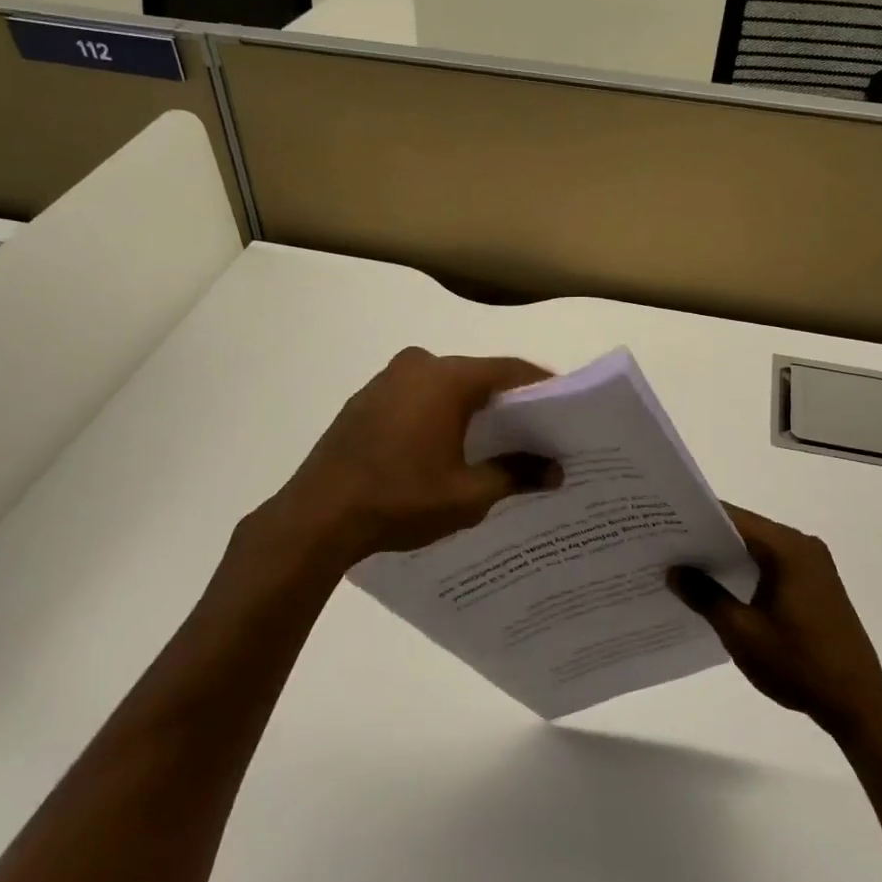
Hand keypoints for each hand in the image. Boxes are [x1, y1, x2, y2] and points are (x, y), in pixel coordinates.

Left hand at [268, 348, 555, 569]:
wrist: (317, 516)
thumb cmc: (400, 500)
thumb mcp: (468, 494)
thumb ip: (517, 474)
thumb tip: (558, 471)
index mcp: (447, 378)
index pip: (510, 371)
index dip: (542, 387)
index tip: (564, 409)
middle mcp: (418, 366)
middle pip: (477, 375)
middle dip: (507, 401)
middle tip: (535, 430)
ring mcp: (387, 380)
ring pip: (445, 385)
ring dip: (470, 407)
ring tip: (494, 442)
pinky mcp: (366, 400)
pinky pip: (417, 396)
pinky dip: (438, 413)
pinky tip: (446, 445)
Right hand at [669, 505, 881, 736]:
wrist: (858, 705)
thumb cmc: (798, 664)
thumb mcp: (741, 632)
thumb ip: (705, 596)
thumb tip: (674, 571)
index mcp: (787, 548)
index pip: (734, 518)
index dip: (697, 519)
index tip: (663, 523)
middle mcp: (803, 546)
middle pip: (746, 530)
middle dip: (707, 538)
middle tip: (665, 545)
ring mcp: (813, 566)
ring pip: (758, 549)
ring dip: (726, 556)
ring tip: (684, 565)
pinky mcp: (816, 586)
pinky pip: (772, 565)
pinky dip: (746, 571)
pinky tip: (719, 587)